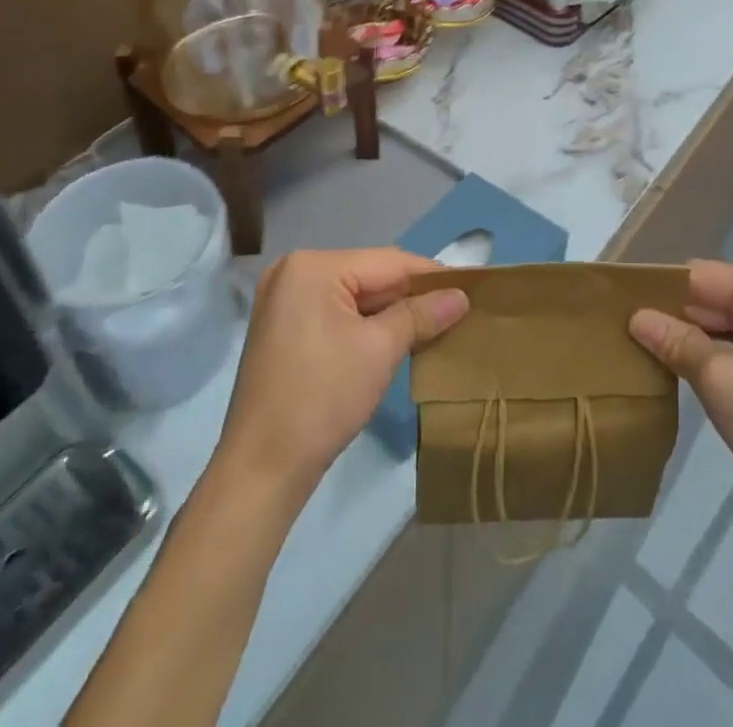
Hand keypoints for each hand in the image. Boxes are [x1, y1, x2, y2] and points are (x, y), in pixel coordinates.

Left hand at [214, 249, 468, 500]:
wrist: (261, 470)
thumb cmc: (322, 399)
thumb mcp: (380, 350)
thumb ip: (421, 314)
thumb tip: (461, 295)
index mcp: (312, 266)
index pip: (387, 262)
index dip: (431, 274)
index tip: (471, 285)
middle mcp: (293, 272)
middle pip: (369, 275)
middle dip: (411, 295)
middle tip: (457, 308)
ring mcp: (284, 300)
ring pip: (354, 296)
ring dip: (391, 311)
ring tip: (436, 323)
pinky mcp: (284, 328)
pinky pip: (336, 313)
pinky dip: (365, 324)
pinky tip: (397, 337)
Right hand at [628, 261, 732, 538]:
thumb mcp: (721, 383)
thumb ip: (676, 342)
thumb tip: (635, 316)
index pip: (697, 276)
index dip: (656, 291)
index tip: (615, 309)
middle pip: (709, 296)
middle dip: (670, 316)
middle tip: (620, 336)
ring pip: (720, 321)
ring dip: (687, 338)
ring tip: (639, 352)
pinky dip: (710, 354)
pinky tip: (677, 371)